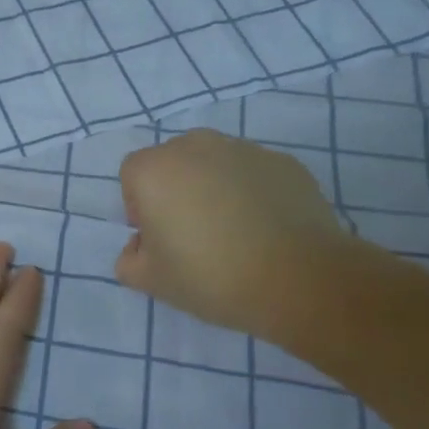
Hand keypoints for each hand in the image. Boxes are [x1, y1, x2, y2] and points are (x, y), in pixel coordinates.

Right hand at [116, 130, 356, 342]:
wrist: (299, 279)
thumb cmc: (210, 276)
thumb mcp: (149, 281)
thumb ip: (129, 259)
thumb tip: (142, 245)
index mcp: (154, 170)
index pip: (132, 175)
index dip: (139, 206)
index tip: (157, 237)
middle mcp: (196, 147)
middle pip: (173, 162)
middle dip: (175, 190)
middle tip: (191, 233)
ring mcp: (244, 150)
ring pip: (214, 164)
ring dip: (213, 187)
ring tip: (232, 230)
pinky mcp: (284, 162)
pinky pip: (252, 173)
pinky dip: (251, 192)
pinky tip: (263, 228)